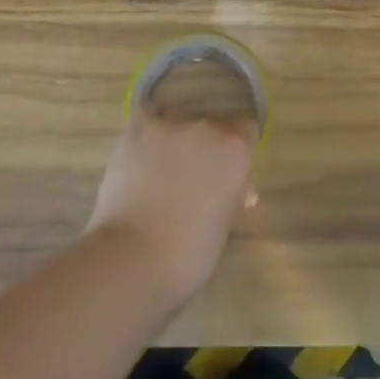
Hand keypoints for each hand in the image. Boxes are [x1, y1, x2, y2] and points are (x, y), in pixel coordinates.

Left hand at [86, 108, 257, 305]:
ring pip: (180, 122)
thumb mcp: (224, 229)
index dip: (238, 149)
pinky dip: (146, 136)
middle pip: (213, 124)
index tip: (229, 169)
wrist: (132, 256)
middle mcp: (208, 127)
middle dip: (207, 146)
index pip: (246, 131)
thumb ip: (233, 198)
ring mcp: (172, 123)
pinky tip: (140, 155)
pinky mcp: (138, 127)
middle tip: (195, 176)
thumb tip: (240, 190)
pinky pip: (147, 122)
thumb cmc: (187, 256)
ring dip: (177, 141)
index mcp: (236, 151)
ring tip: (161, 170)